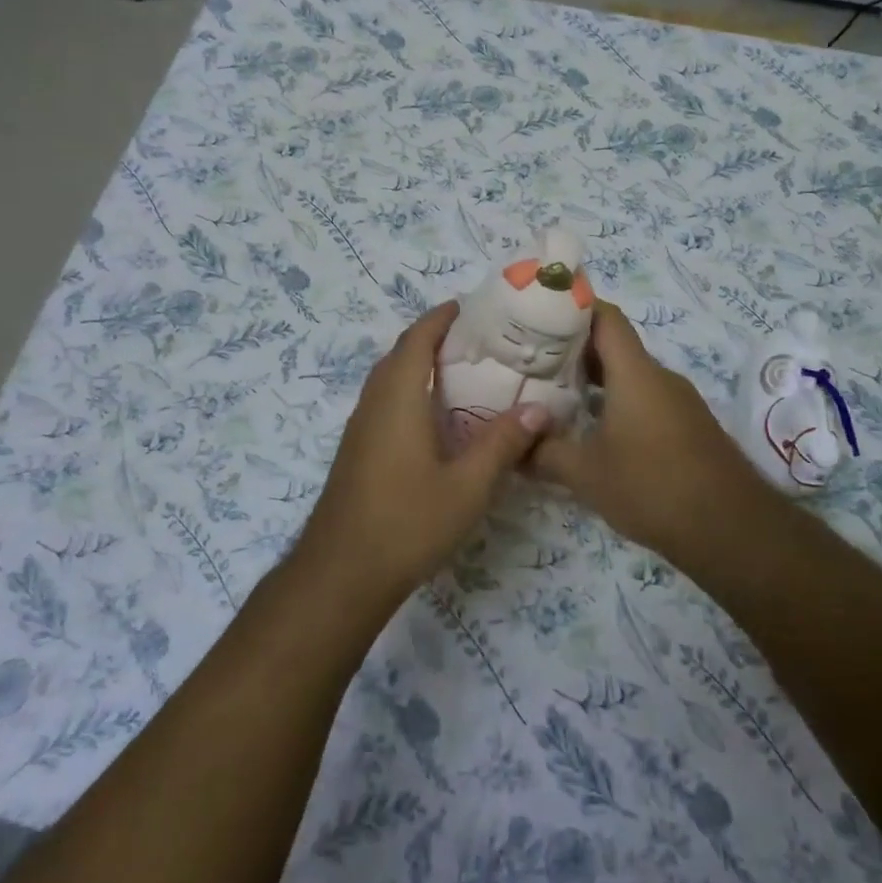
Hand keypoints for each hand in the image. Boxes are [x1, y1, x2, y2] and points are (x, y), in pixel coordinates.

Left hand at [292, 302, 551, 611]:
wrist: (341, 574)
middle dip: (436, 338)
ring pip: (391, 378)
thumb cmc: (407, 523)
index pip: (418, 337)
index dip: (443, 317)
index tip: (475, 308)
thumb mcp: (467, 486)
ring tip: (468, 373)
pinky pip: (387, 401)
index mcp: (398, 396)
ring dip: (422, 365)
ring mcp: (361, 426)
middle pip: (403, 353)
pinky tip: (440, 419)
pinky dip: (412, 391)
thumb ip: (502, 444)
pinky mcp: (358, 449)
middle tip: (482, 341)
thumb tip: (540, 410)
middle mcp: (374, 401)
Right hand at [534, 301, 760, 560]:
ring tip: (555, 394)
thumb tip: (513, 446)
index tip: (539, 314)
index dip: (573, 307)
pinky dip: (616, 402)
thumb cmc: (653, 487)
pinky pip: (645, 399)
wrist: (733, 530)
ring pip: (630, 375)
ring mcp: (678, 402)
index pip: (605, 317)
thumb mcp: (586, 473)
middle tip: (533, 360)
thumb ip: (545, 453)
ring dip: (594, 379)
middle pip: (615, 345)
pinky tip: (593, 429)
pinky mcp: (688, 426)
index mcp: (635, 373)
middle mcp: (659, 378)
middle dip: (573, 348)